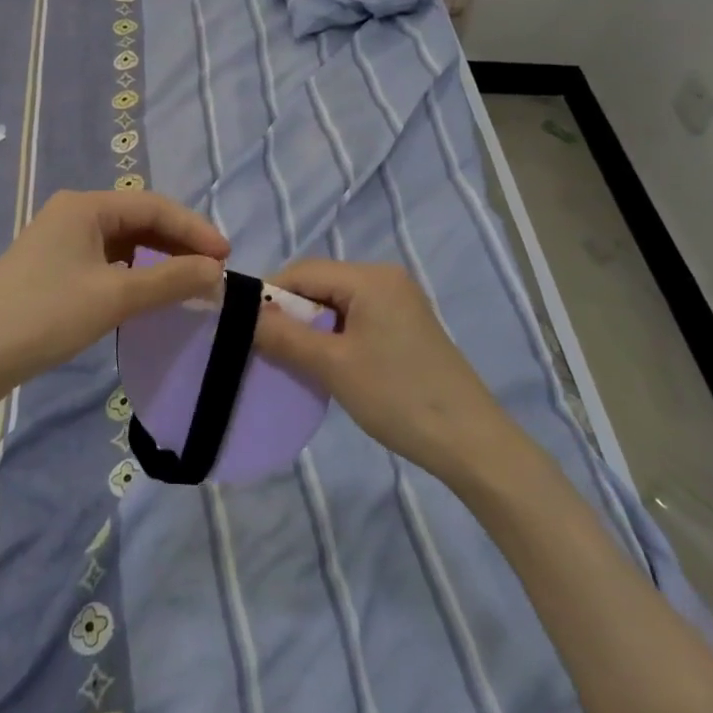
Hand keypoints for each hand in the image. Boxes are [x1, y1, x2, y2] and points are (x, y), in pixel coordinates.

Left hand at [0, 189, 227, 400]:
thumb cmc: (44, 315)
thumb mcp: (114, 296)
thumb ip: (170, 280)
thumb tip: (216, 271)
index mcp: (85, 206)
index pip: (154, 206)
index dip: (194, 229)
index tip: (227, 256)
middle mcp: (73, 214)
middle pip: (140, 219)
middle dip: (178, 242)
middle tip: (213, 269)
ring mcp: (61, 241)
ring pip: (124, 242)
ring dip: (158, 258)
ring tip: (189, 280)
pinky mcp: (54, 269)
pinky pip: (107, 260)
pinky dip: (134, 273)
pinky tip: (149, 292)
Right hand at [253, 260, 507, 481]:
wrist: (470, 441)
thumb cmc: (397, 396)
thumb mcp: (332, 365)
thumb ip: (284, 335)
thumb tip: (243, 313)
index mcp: (370, 277)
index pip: (302, 271)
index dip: (269, 295)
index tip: (245, 327)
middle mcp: (385, 278)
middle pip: (320, 283)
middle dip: (291, 312)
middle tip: (267, 348)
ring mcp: (400, 301)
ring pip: (337, 302)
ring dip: (311, 326)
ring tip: (294, 359)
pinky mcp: (406, 325)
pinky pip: (357, 317)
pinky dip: (334, 335)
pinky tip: (327, 363)